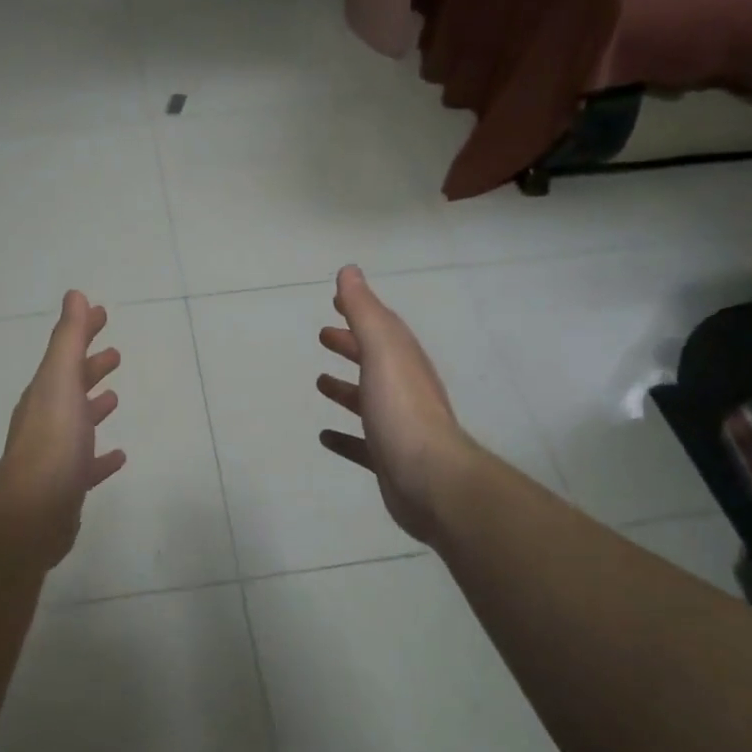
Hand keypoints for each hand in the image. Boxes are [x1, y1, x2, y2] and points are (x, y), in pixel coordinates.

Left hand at [0, 290, 126, 565]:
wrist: (34, 510)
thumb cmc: (52, 439)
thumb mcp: (60, 379)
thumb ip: (69, 338)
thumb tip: (74, 294)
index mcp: (45, 392)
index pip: (66, 353)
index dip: (83, 332)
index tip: (101, 314)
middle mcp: (47, 419)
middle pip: (70, 385)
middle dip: (90, 366)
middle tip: (114, 353)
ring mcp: (56, 454)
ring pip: (78, 422)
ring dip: (94, 406)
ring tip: (115, 396)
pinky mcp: (67, 486)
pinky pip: (87, 464)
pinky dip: (101, 457)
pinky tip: (118, 456)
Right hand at [317, 265, 477, 546]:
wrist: (431, 480)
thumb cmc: (402, 409)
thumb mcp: (382, 351)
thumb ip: (364, 311)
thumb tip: (349, 271)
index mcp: (402, 360)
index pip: (381, 326)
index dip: (359, 310)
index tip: (336, 299)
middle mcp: (403, 388)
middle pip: (375, 360)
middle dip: (351, 345)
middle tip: (323, 336)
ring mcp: (397, 425)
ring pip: (368, 399)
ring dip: (345, 388)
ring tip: (319, 382)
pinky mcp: (388, 458)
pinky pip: (362, 442)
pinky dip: (344, 436)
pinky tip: (326, 437)